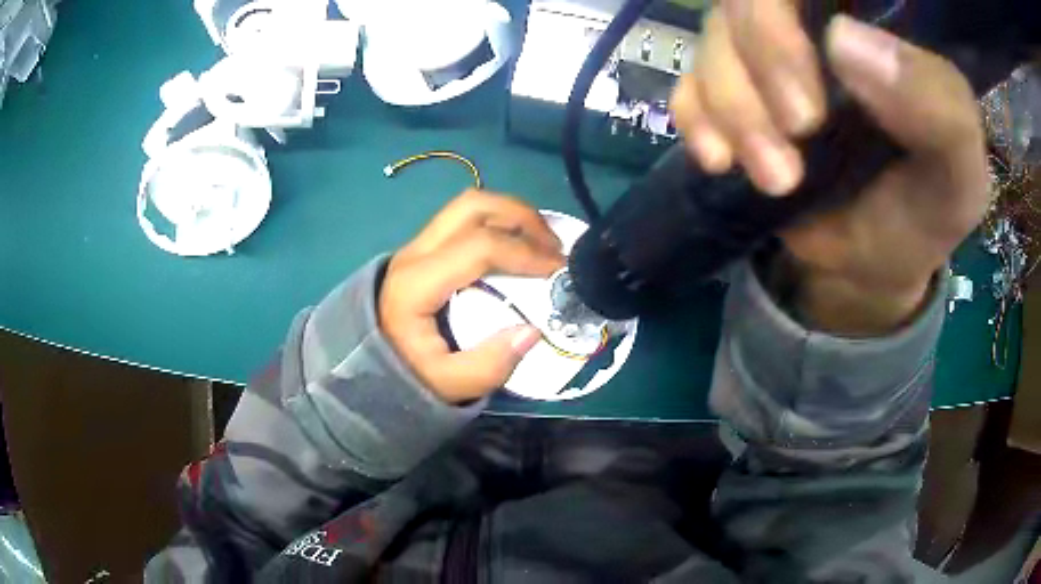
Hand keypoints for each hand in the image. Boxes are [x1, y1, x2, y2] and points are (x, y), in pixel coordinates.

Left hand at [379, 190, 564, 403]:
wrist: (364, 364)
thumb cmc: (405, 374)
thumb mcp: (447, 385)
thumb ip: (488, 366)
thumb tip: (533, 330)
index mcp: (416, 283)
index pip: (479, 246)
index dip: (525, 252)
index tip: (558, 270)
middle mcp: (415, 253)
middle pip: (472, 206)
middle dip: (521, 216)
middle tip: (555, 245)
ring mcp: (417, 246)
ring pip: (467, 206)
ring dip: (511, 215)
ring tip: (542, 242)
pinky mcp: (423, 250)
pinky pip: (464, 220)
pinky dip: (498, 223)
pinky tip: (517, 246)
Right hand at [670, 2, 989, 334]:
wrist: (879, 256)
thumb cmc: (927, 208)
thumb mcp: (958, 172)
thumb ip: (938, 106)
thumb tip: (843, 39)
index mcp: (876, 20)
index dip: (784, 4)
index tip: (820, 61)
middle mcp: (817, 21)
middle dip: (761, 60)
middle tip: (800, 132)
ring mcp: (770, 54)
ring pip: (714, 37)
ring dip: (736, 109)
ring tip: (778, 179)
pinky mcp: (737, 93)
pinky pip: (689, 83)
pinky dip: (697, 120)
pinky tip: (722, 161)